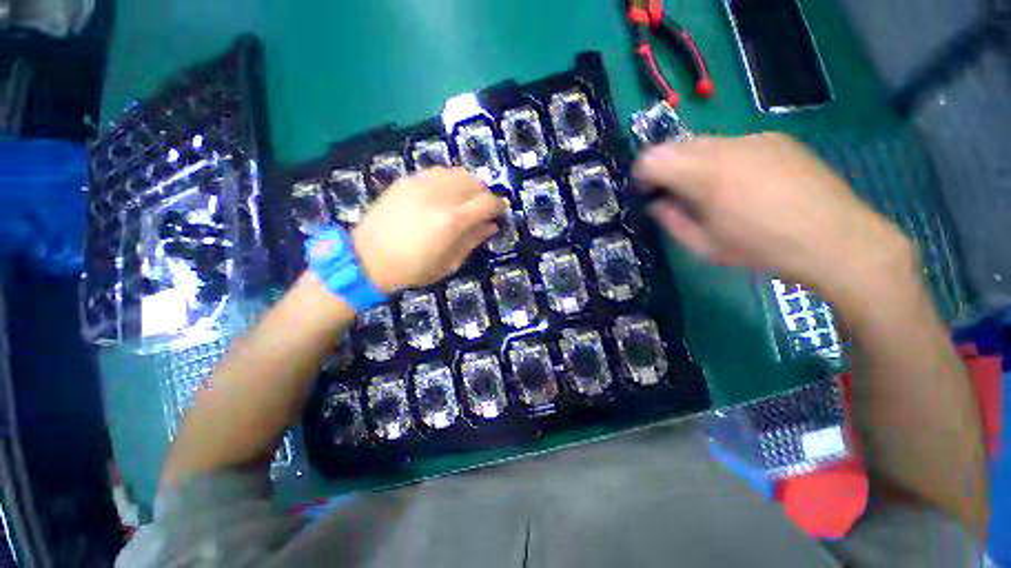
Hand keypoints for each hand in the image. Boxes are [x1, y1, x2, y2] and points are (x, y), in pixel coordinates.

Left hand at [352, 168, 506, 292]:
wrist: (367, 258)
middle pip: (474, 182)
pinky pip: (437, 172)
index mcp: (452, 220)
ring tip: (465, 200)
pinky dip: (448, 180)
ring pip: (457, 172)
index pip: (487, 202)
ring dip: (468, 184)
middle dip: (484, 194)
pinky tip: (444, 195)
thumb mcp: (449, 263)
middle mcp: (439, 196)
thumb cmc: (413, 269)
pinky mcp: (406, 180)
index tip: (501, 211)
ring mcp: (421, 184)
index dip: (499, 205)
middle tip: (482, 209)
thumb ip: (473, 240)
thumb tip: (492, 225)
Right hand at [633, 133, 912, 296]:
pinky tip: (743, 184)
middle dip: (666, 168)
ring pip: (703, 142)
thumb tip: (657, 203)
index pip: (652, 159)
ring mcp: (754, 138)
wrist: (835, 239)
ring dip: (694, 163)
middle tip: (676, 194)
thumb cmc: (761, 248)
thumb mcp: (703, 246)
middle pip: (674, 145)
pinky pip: (732, 143)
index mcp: (705, 175)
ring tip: (712, 191)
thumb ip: (671, 220)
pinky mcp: (776, 138)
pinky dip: (722, 159)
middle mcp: (726, 147)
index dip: (643, 175)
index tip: (649, 193)